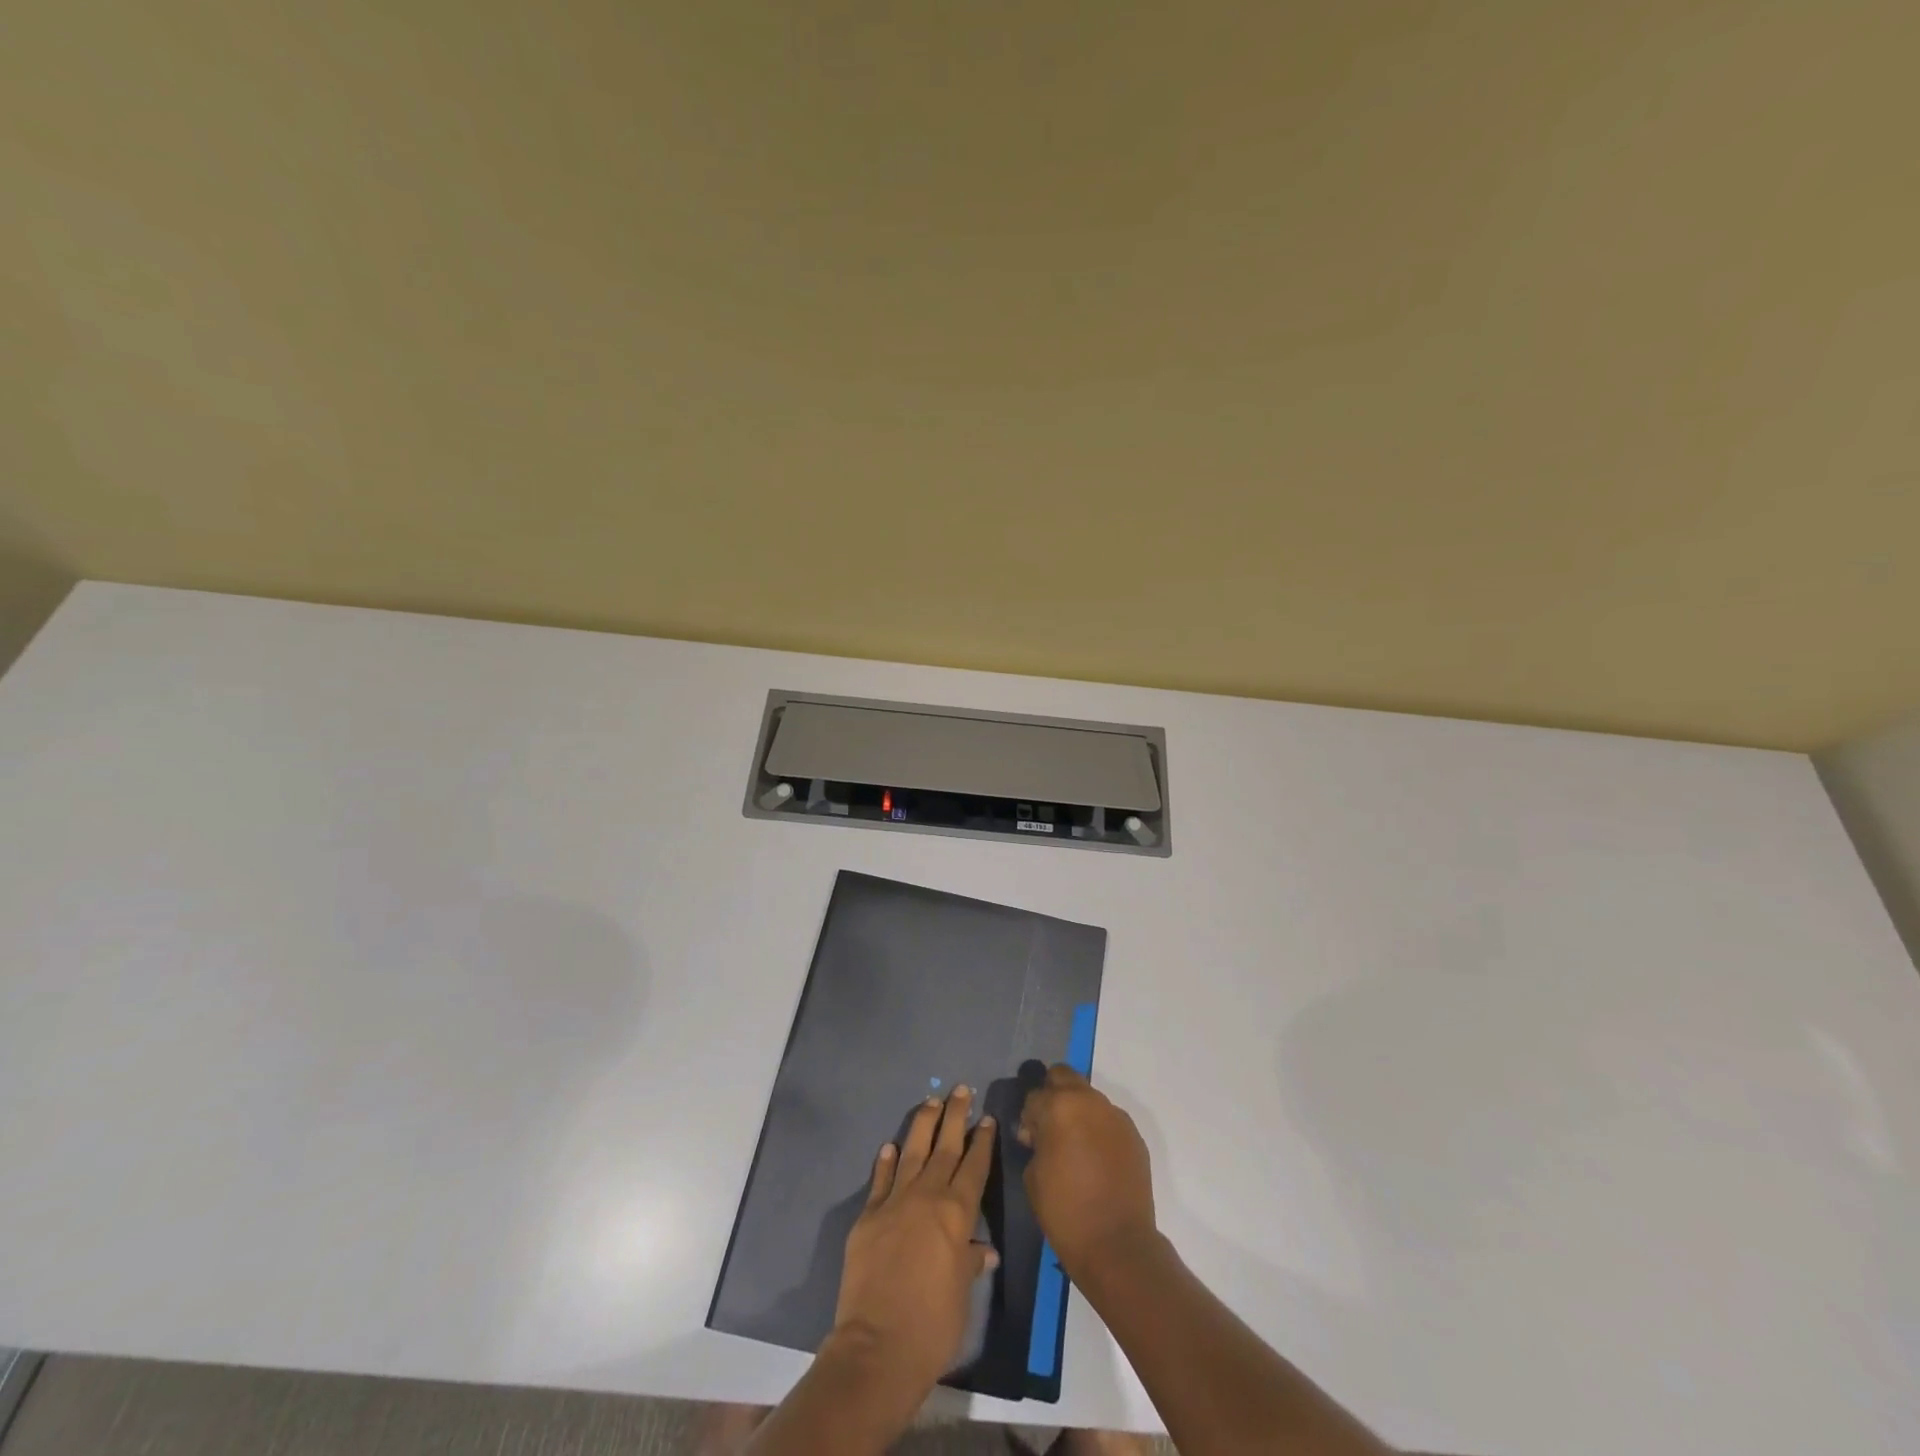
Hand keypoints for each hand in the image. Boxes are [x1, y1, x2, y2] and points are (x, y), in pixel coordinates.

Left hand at [832, 1086, 999, 1402]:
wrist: (878, 1346)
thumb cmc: (933, 1325)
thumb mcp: (963, 1295)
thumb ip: (970, 1263)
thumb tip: (984, 1251)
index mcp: (957, 1213)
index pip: (974, 1166)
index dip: (982, 1141)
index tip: (986, 1118)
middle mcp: (927, 1196)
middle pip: (945, 1146)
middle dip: (955, 1116)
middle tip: (961, 1089)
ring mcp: (895, 1202)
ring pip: (913, 1151)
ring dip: (923, 1124)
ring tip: (931, 1101)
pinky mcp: (868, 1216)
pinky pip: (880, 1180)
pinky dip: (886, 1161)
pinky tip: (891, 1146)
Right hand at [1017, 1066, 1158, 1285]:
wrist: (1116, 1244)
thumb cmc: (1064, 1210)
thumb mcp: (1033, 1173)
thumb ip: (1036, 1141)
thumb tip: (1042, 1134)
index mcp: (1059, 1106)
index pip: (1035, 1096)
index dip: (1029, 1117)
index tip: (1030, 1140)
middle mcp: (1090, 1101)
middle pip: (1065, 1076)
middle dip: (1053, 1094)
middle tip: (1050, 1127)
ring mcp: (1116, 1116)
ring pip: (1090, 1098)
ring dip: (1079, 1112)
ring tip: (1076, 1146)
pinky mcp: (1134, 1135)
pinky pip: (1109, 1121)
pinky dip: (1099, 1131)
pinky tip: (1097, 1159)